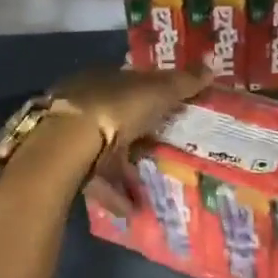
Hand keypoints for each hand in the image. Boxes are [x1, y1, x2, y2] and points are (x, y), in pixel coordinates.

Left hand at [44, 67, 208, 210]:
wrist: (69, 144)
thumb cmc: (116, 108)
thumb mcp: (157, 91)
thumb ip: (182, 83)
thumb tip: (211, 68)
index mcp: (101, 78)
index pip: (128, 82)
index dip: (149, 94)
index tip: (167, 109)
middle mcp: (82, 103)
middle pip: (114, 117)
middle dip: (135, 133)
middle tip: (160, 148)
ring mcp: (71, 135)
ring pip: (102, 151)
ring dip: (124, 169)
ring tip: (149, 186)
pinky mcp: (66, 165)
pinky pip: (96, 180)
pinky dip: (114, 194)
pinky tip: (133, 208)